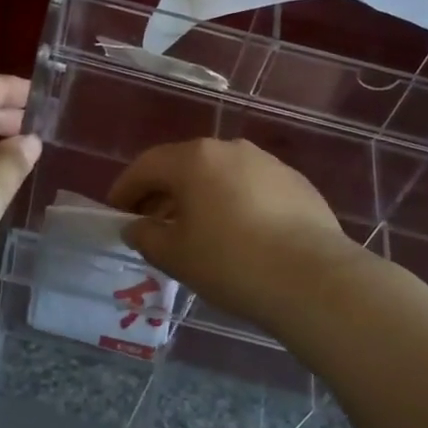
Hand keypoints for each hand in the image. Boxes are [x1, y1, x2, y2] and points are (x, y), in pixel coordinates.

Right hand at [107, 138, 355, 335]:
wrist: (312, 278)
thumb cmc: (231, 262)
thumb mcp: (176, 256)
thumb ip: (147, 237)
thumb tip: (137, 227)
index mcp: (194, 159)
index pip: (147, 166)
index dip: (125, 189)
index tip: (116, 212)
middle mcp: (230, 149)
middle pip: (184, 166)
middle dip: (163, 193)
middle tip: (152, 225)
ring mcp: (267, 163)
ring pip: (220, 175)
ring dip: (201, 197)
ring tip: (196, 232)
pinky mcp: (296, 183)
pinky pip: (251, 188)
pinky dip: (235, 204)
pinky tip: (239, 235)